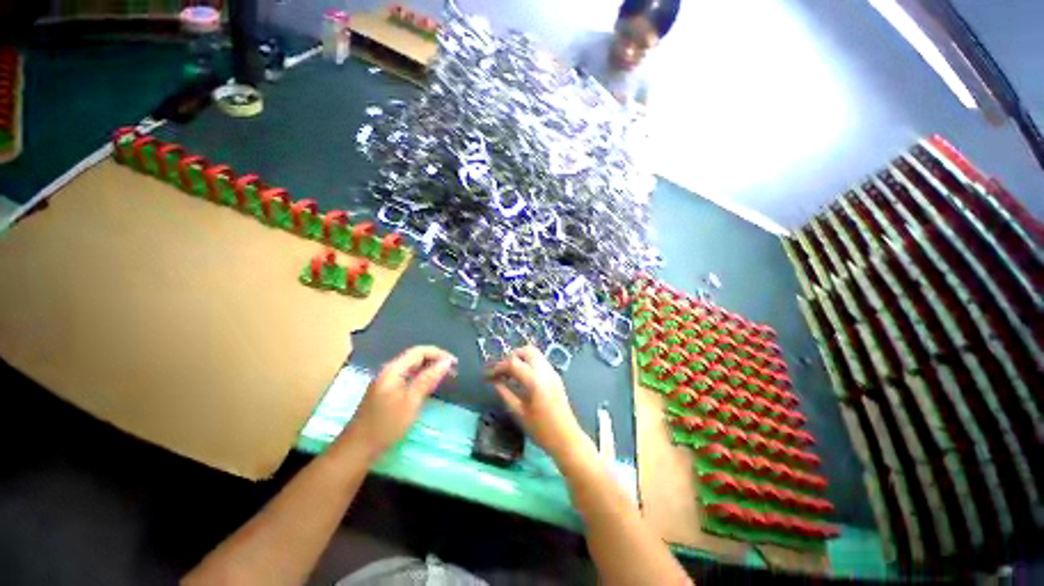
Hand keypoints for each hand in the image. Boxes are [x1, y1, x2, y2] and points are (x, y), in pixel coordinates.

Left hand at [339, 346, 456, 459]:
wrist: (357, 449)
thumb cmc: (386, 425)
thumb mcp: (411, 401)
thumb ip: (428, 379)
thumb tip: (446, 362)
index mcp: (393, 370)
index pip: (419, 351)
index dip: (439, 354)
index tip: (455, 363)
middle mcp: (389, 371)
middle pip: (415, 358)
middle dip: (435, 361)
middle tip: (453, 371)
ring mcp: (386, 382)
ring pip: (412, 368)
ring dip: (430, 369)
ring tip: (445, 377)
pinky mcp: (386, 392)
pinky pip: (408, 378)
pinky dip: (421, 378)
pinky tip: (429, 387)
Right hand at [488, 346, 591, 460]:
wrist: (567, 438)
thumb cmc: (541, 429)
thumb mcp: (519, 412)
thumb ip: (506, 394)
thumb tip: (495, 382)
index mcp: (535, 380)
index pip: (513, 362)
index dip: (498, 367)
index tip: (488, 376)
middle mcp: (544, 370)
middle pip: (525, 350)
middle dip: (510, 357)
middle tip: (500, 372)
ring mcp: (552, 372)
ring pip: (534, 353)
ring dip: (520, 358)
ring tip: (509, 374)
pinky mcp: (555, 376)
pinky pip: (539, 361)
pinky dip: (528, 363)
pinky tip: (521, 378)